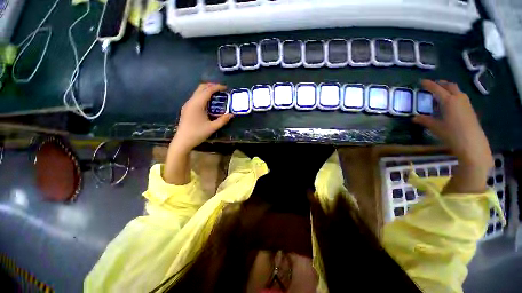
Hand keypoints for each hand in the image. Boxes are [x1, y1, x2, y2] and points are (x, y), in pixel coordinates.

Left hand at [171, 83, 232, 151]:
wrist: (182, 141)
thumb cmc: (197, 134)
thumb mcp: (212, 127)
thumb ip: (223, 120)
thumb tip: (231, 115)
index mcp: (197, 104)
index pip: (208, 90)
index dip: (217, 87)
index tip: (225, 88)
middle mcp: (191, 101)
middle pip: (201, 88)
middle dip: (212, 86)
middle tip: (221, 90)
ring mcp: (188, 104)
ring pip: (197, 92)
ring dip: (207, 90)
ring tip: (217, 95)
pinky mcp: (187, 108)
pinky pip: (195, 97)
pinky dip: (203, 95)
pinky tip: (209, 102)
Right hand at [413, 80, 492, 192]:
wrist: (472, 144)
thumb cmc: (452, 134)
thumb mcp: (436, 127)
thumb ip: (425, 120)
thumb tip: (415, 118)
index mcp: (448, 101)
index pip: (437, 89)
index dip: (429, 84)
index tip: (421, 81)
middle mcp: (458, 98)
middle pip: (450, 86)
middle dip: (441, 83)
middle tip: (433, 84)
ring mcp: (466, 103)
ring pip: (457, 90)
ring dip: (448, 88)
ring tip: (440, 92)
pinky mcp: (470, 109)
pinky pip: (461, 96)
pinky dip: (454, 95)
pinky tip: (449, 102)